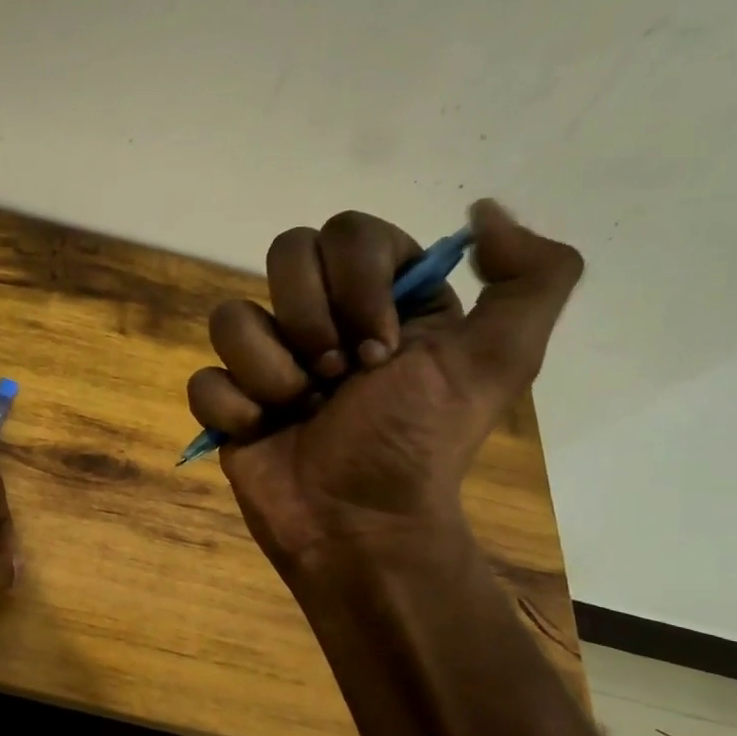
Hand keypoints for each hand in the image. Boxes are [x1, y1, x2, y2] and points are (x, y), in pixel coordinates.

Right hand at [187, 200, 580, 576]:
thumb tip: (482, 211)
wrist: (358, 524)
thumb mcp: (498, 360)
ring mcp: (268, 359)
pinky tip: (262, 432)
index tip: (381, 349)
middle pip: (283, 256)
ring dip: (271, 372)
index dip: (356, 282)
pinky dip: (233, 408)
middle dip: (310, 322)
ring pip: (232, 316)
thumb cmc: (418, 443)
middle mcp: (323, 317)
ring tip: (299, 412)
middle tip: (339, 378)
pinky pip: (203, 378)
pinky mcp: (229, 401)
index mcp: (385, 297)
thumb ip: (533, 277)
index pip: (347, 232)